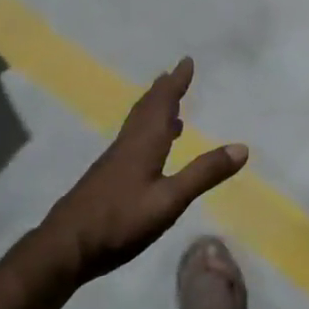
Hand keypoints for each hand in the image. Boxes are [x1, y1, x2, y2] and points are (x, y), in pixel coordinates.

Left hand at [42, 57, 247, 281]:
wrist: (66, 247)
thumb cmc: (120, 222)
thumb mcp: (169, 200)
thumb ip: (203, 174)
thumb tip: (242, 147)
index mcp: (142, 145)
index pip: (161, 105)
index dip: (175, 83)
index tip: (186, 61)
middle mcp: (126, 147)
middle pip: (145, 111)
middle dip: (162, 92)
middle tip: (174, 75)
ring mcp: (113, 164)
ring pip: (137, 128)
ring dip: (154, 113)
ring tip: (171, 111)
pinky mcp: (106, 180)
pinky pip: (132, 144)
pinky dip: (147, 135)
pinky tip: (151, 153)